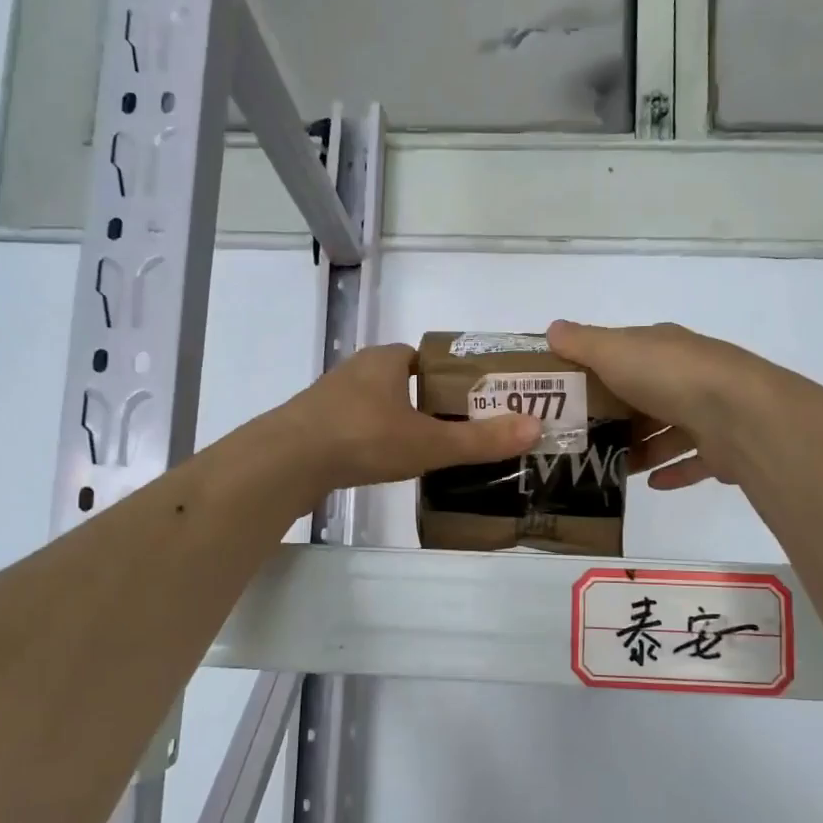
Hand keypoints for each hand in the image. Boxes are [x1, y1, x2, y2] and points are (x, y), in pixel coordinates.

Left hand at [281, 343, 540, 493]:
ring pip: (375, 405)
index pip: (426, 358)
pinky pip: (353, 427)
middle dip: (426, 403)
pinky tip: (380, 464)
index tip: (471, 402)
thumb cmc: (363, 438)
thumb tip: (535, 429)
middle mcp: (358, 370)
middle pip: (402, 381)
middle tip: (455, 431)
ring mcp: (331, 398)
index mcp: (387, 361)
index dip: (450, 376)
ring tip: (423, 451)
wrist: (287, 462)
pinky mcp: (312, 426)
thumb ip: (480, 440)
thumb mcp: (429, 442)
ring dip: (396, 422)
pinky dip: (370, 440)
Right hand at [546, 320, 775, 490]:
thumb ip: (582, 343)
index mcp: (663, 348)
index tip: (569, 394)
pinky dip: (672, 471)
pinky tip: (650, 483)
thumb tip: (552, 328)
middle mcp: (688, 375)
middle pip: (646, 395)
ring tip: (610, 465)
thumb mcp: (614, 351)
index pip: (626, 354)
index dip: (598, 369)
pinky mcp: (723, 448)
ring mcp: (709, 411)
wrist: (740, 414)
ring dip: (642, 448)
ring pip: (669, 431)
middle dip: (618, 415)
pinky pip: (694, 461)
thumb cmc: (670, 376)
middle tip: (581, 438)